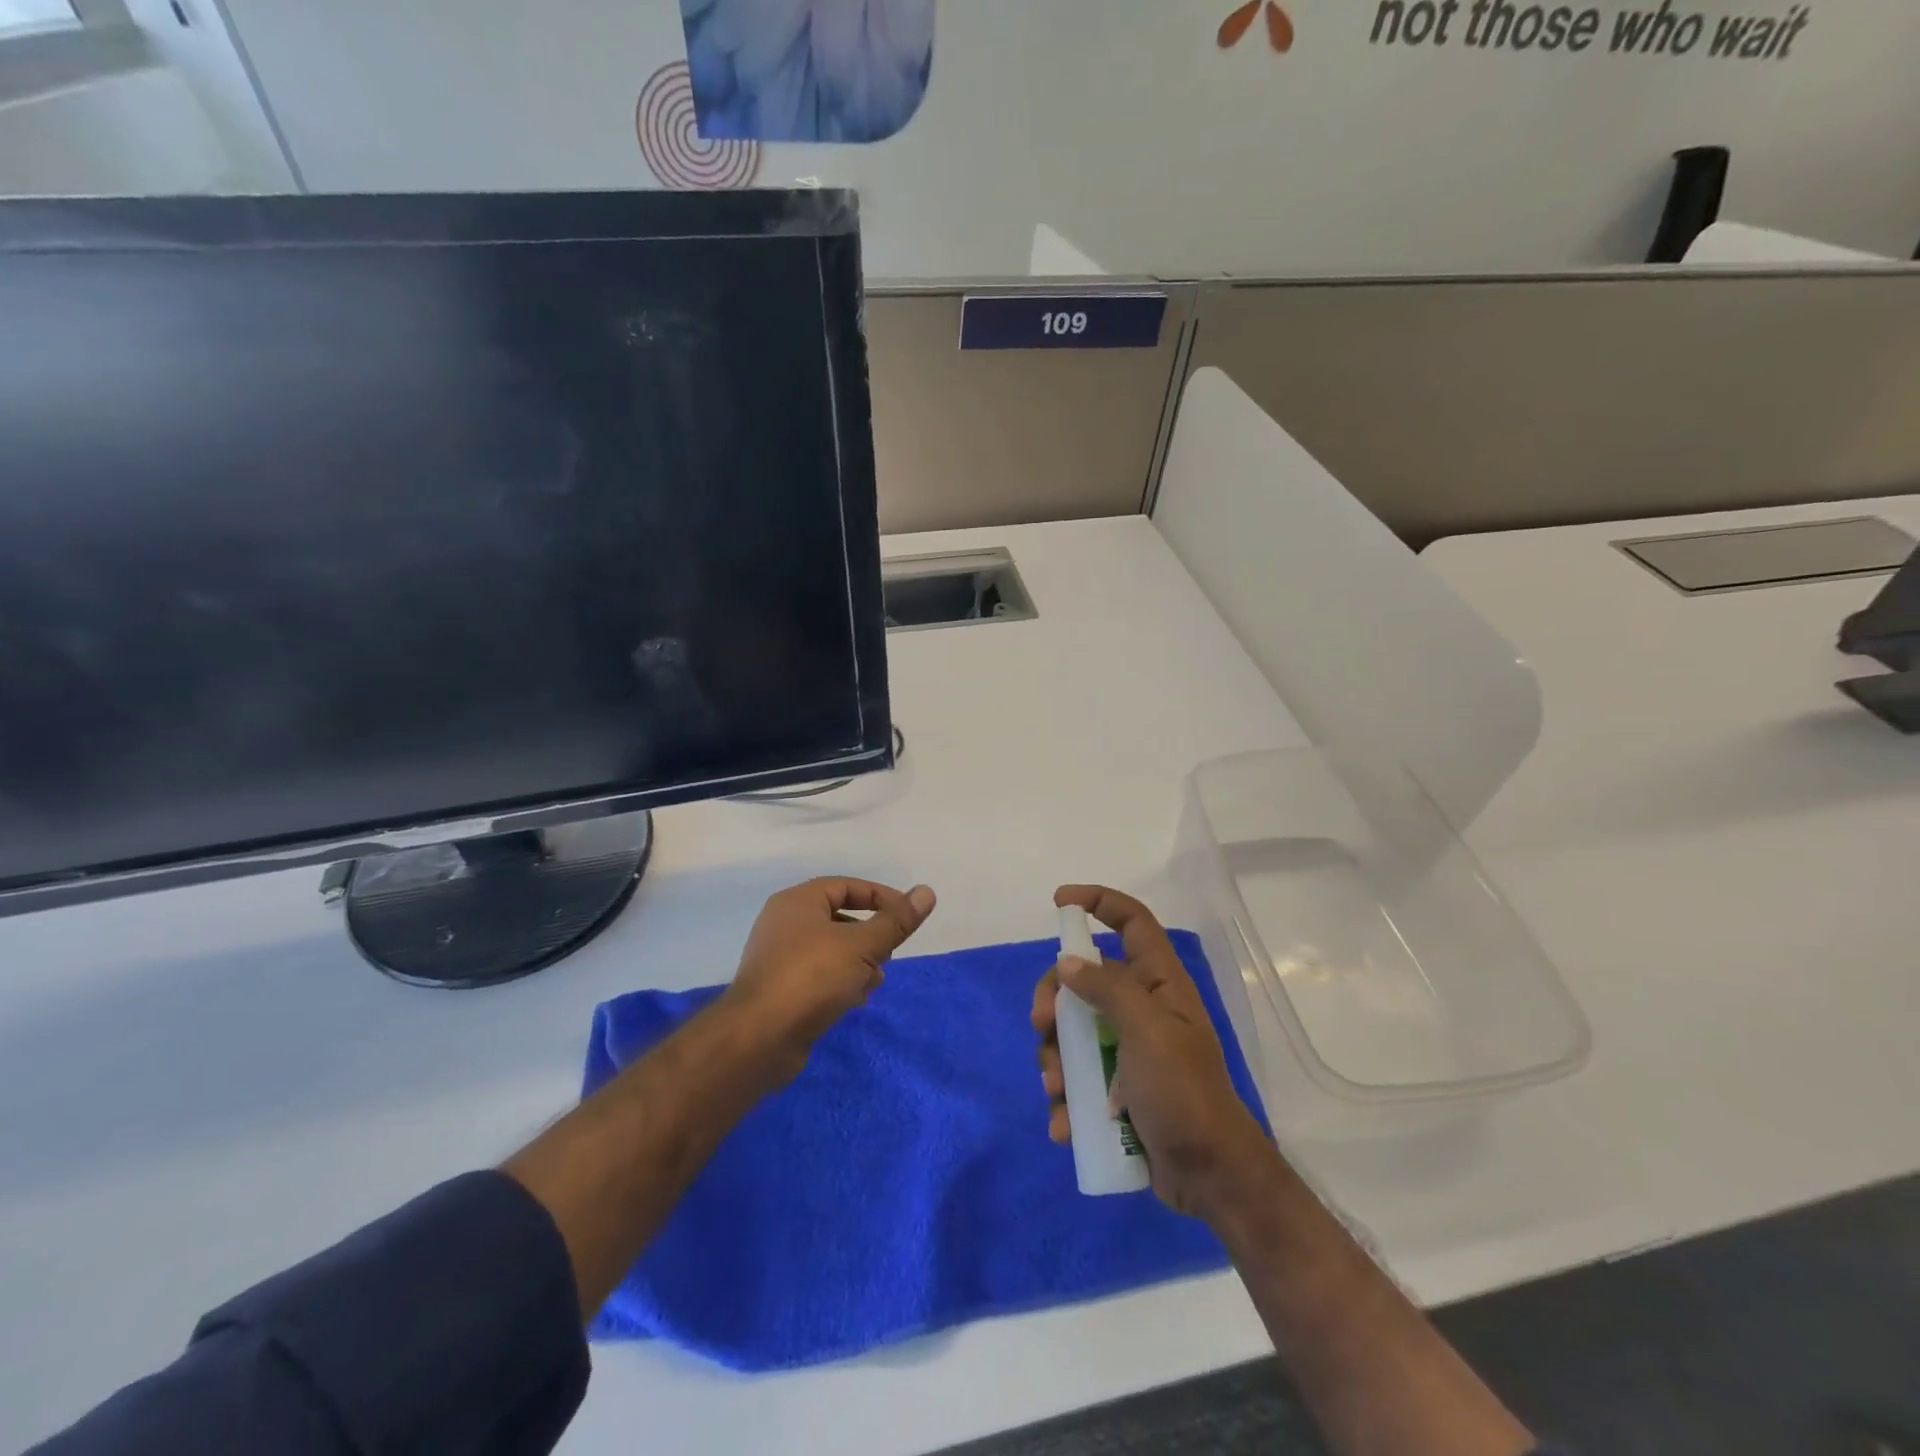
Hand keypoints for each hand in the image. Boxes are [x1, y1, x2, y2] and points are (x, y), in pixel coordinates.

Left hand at [722, 877, 936, 1082]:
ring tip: (877, 981)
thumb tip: (926, 892)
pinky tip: (856, 1000)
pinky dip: (841, 981)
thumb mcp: (862, 946)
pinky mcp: (780, 989)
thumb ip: (895, 921)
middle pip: (838, 917)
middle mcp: (784, 923)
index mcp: (798, 902)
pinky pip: (818, 975)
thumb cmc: (812, 978)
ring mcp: (779, 958)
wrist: (758, 1039)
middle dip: (870, 934)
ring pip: (830, 949)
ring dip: (858, 961)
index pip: (846, 886)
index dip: (880, 897)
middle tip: (891, 952)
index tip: (906, 917)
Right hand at [1032, 885, 1271, 1219]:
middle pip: (1084, 978)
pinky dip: (1065, 1097)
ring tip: (1057, 1089)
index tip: (1060, 902)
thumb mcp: (1147, 1031)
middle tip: (1040, 1026)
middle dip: (1054, 1000)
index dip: (1099, 901)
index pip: (1132, 921)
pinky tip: (1064, 1122)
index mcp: (1159, 983)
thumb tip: (1067, 964)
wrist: (1209, 1176)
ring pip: (1073, 1030)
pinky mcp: (1116, 1086)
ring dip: (1055, 1057)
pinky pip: (1077, 1076)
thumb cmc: (1182, 1092)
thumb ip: (1107, 989)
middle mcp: (1142, 1007)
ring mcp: (1127, 1048)